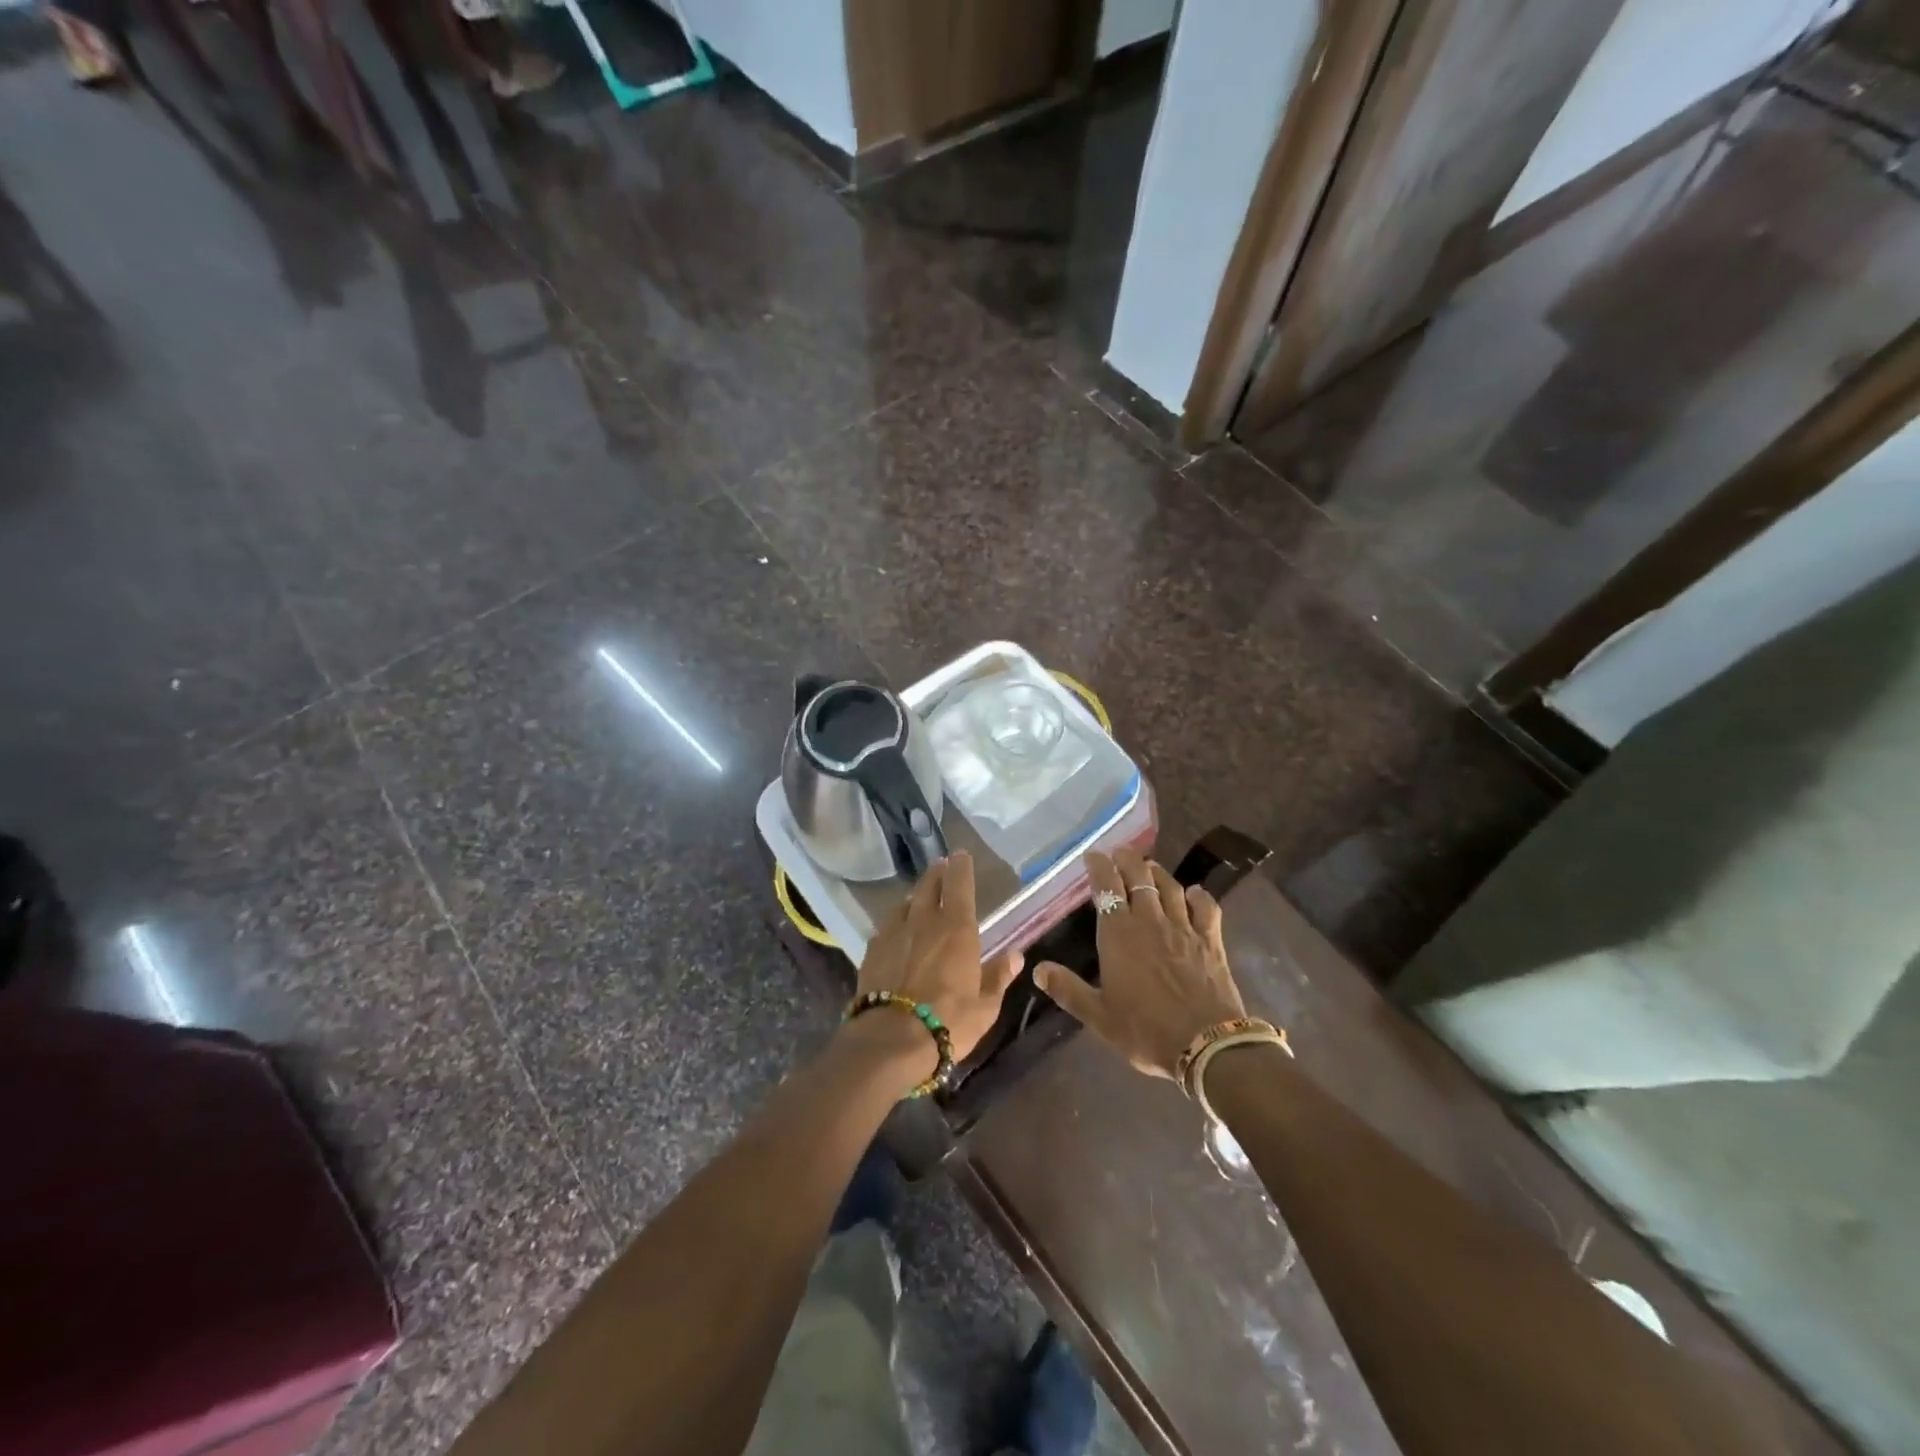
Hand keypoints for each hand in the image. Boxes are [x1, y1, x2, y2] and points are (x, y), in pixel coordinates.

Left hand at [854, 851, 1023, 1067]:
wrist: (889, 1040)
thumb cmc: (948, 1022)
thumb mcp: (985, 1007)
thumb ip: (998, 977)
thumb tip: (1016, 955)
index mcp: (956, 928)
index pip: (959, 885)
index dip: (961, 867)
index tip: (961, 854)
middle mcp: (924, 921)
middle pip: (928, 886)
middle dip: (937, 873)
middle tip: (941, 866)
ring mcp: (893, 933)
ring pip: (905, 904)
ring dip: (914, 896)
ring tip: (919, 898)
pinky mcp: (872, 951)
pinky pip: (887, 927)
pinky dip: (896, 923)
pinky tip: (896, 932)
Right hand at [1034, 847, 1245, 1078]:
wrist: (1206, 1045)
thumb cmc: (1145, 1030)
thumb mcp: (1099, 1016)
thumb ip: (1068, 989)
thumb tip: (1038, 969)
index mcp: (1119, 934)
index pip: (1107, 887)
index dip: (1099, 867)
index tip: (1093, 855)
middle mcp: (1150, 921)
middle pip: (1139, 878)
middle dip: (1128, 860)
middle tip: (1120, 853)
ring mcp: (1183, 928)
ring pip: (1170, 887)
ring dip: (1157, 873)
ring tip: (1149, 866)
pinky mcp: (1210, 940)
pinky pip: (1205, 908)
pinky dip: (1198, 896)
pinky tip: (1194, 893)